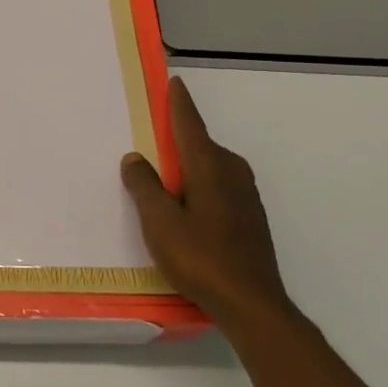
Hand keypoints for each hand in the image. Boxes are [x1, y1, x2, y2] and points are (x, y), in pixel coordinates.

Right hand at [121, 78, 292, 325]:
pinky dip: (198, 183)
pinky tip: (184, 204)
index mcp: (209, 168)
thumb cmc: (200, 258)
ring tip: (162, 171)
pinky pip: (218, 186)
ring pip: (211, 167)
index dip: (179, 104)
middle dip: (179, 136)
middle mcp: (232, 173)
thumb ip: (145, 186)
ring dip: (188, 164)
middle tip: (152, 132)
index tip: (174, 83)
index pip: (190, 125)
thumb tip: (136, 158)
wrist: (251, 303)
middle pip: (201, 145)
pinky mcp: (249, 218)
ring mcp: (245, 196)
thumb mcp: (159, 222)